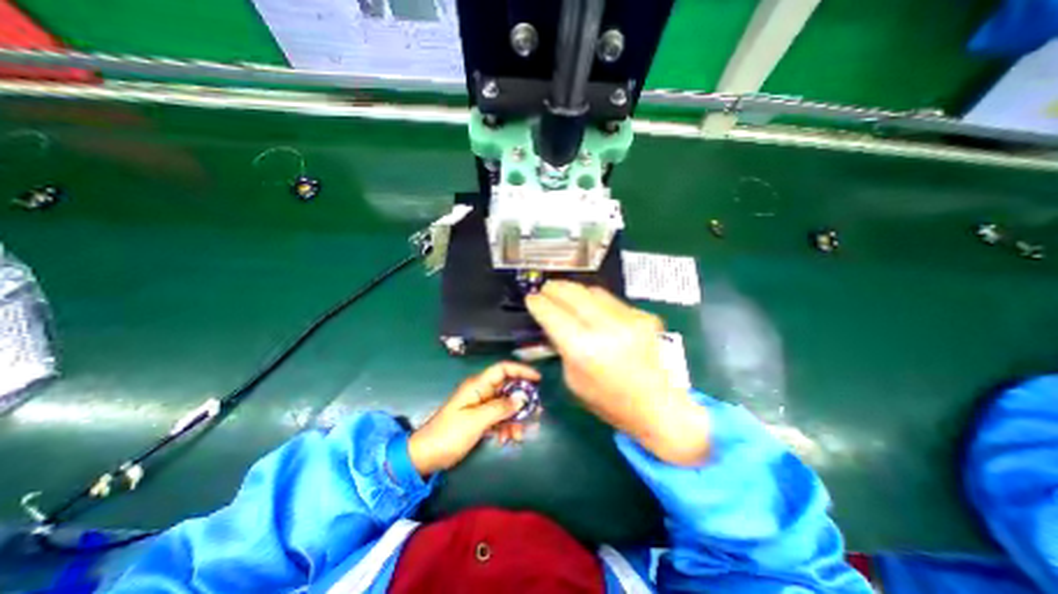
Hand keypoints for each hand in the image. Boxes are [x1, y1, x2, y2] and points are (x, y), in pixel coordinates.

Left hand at [405, 360, 538, 475]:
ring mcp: (480, 406)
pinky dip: (506, 427)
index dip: (521, 371)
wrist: (425, 456)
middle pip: (508, 388)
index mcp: (478, 385)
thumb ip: (500, 408)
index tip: (538, 380)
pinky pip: (499, 418)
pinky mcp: (479, 419)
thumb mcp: (476, 420)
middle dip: (522, 401)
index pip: (503, 369)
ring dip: (515, 418)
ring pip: (505, 405)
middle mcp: (481, 392)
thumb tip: (522, 397)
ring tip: (520, 434)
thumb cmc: (449, 434)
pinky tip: (507, 439)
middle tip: (536, 413)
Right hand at [523, 281, 705, 465]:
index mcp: (583, 349)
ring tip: (565, 293)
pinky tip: (592, 308)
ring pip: (593, 291)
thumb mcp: (573, 380)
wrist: (660, 407)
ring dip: (575, 290)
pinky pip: (612, 301)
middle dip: (554, 288)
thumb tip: (553, 322)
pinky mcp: (644, 316)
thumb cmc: (609, 402)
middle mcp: (606, 327)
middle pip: (572, 293)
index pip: (552, 314)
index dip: (537, 303)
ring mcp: (629, 318)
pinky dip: (596, 301)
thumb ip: (561, 347)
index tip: (530, 298)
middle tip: (545, 289)